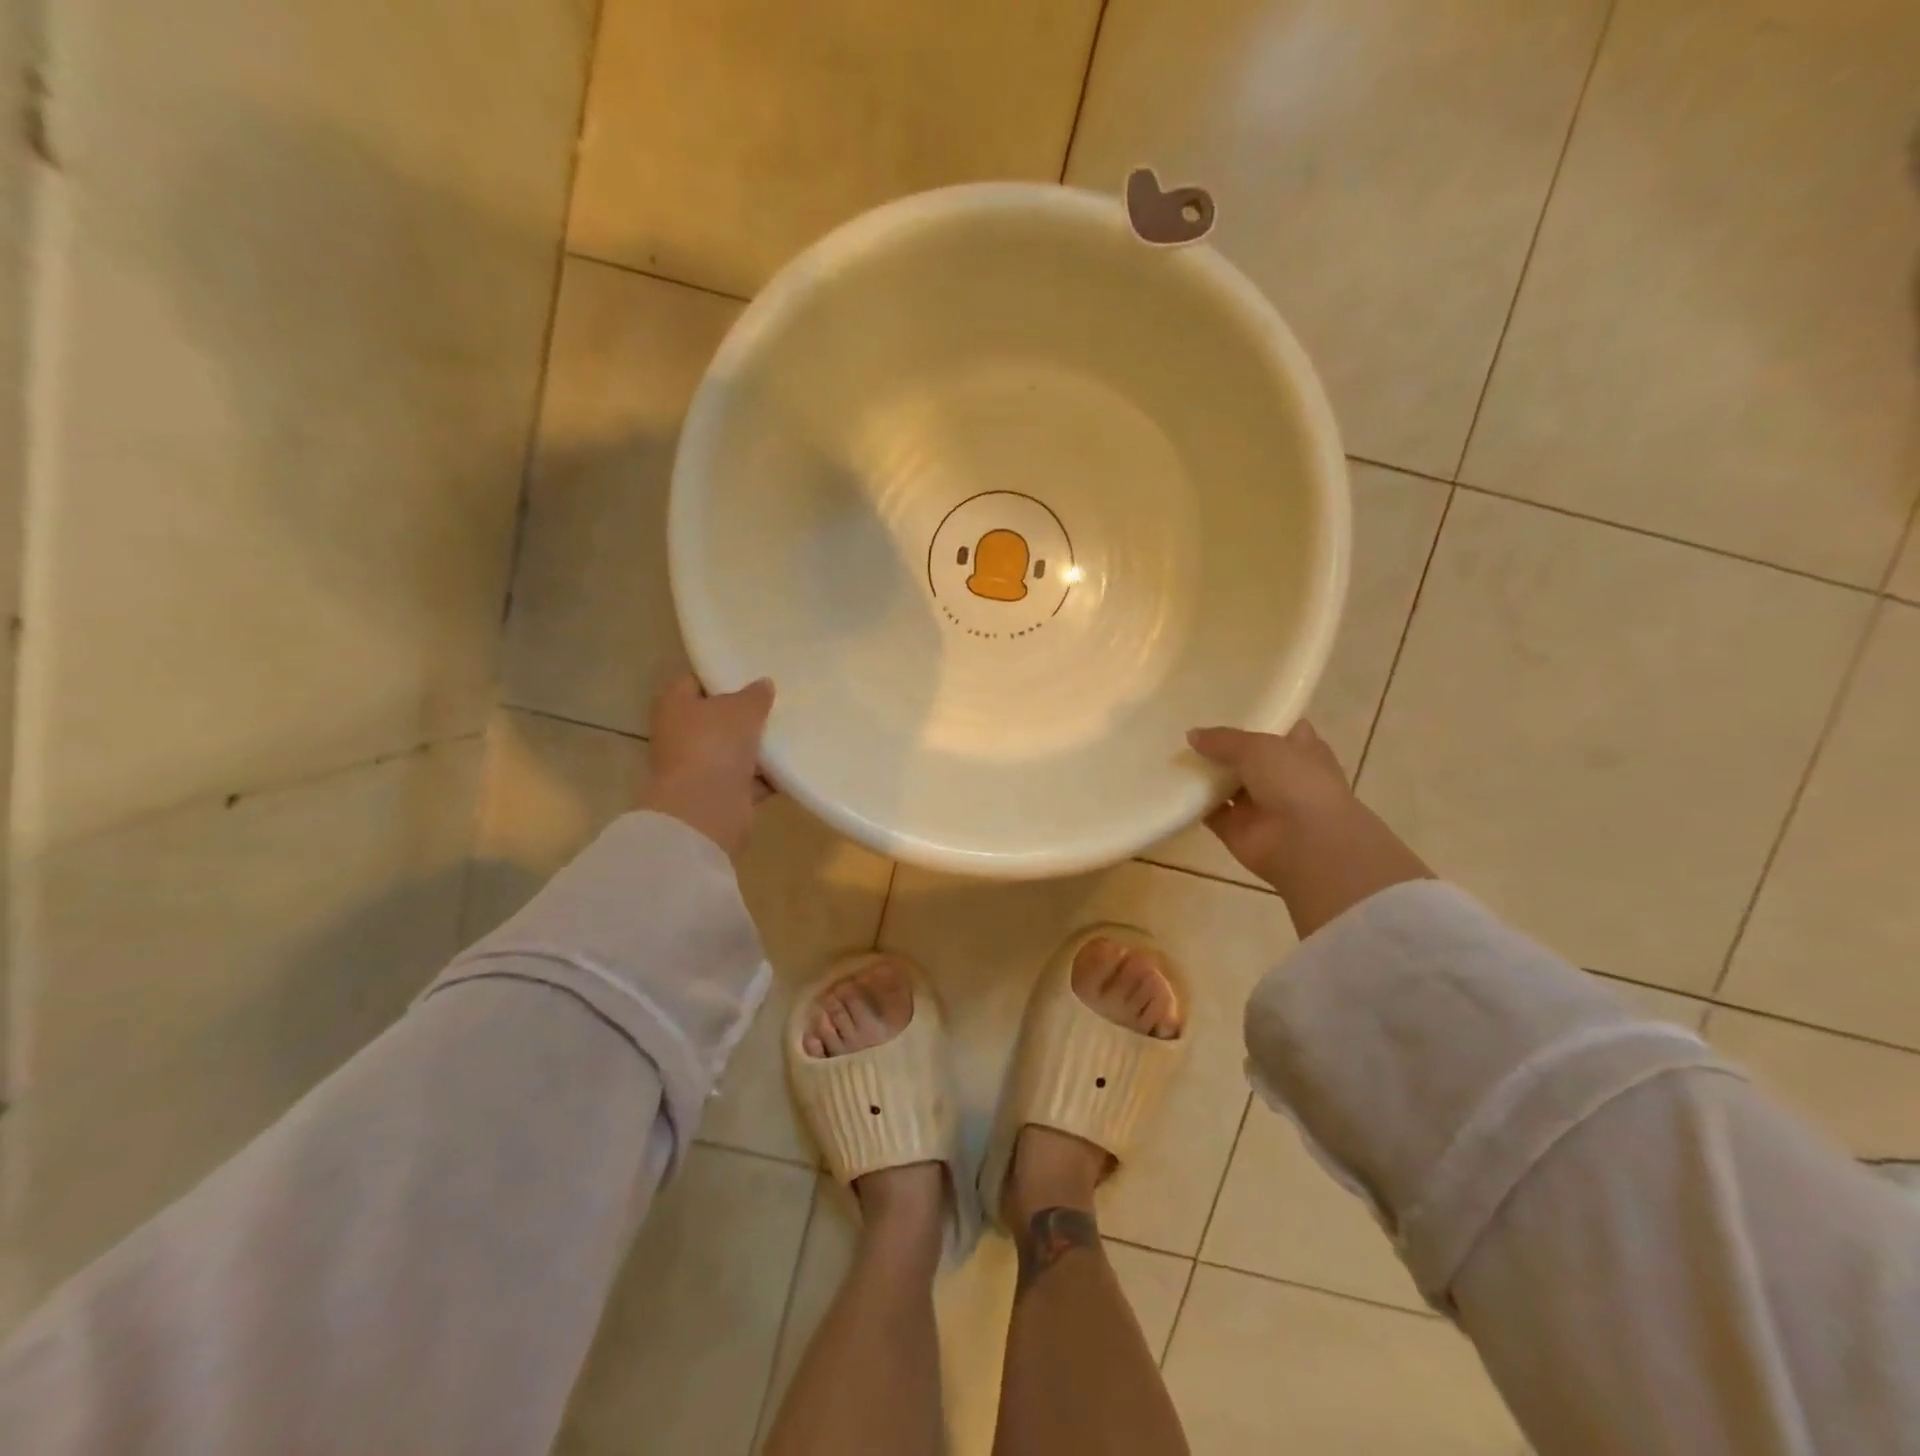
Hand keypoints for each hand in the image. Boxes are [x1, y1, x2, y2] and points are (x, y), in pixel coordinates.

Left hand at [639, 675, 774, 857]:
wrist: (706, 809)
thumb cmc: (714, 744)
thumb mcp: (741, 709)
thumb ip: (755, 695)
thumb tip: (763, 684)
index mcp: (675, 705)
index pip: (696, 681)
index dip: (722, 676)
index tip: (752, 673)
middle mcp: (681, 735)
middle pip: (717, 717)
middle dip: (745, 713)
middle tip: (777, 701)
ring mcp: (700, 766)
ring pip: (734, 749)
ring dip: (758, 745)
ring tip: (792, 730)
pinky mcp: (719, 794)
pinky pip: (749, 779)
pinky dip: (767, 775)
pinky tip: (793, 764)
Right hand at [1187, 720, 1431, 937]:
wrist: (1305, 843)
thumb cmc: (1295, 782)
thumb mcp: (1258, 747)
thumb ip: (1223, 739)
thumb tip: (1192, 735)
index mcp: (1300, 750)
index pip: (1279, 729)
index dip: (1255, 720)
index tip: (1224, 709)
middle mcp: (1281, 777)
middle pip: (1247, 758)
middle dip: (1221, 747)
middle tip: (1188, 731)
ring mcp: (1259, 805)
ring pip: (1226, 785)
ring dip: (1204, 774)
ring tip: (1172, 754)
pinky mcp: (1236, 829)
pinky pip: (1210, 812)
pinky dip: (1193, 803)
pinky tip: (1171, 786)